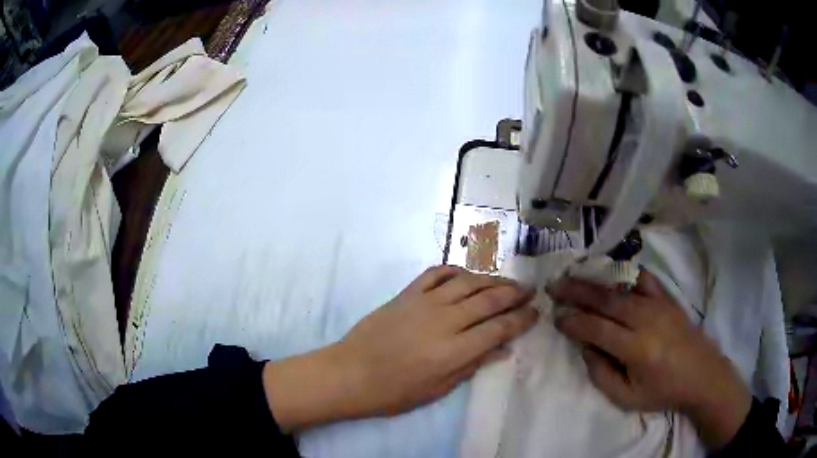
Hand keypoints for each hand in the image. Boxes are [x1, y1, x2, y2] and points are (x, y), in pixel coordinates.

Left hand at [264, 266, 537, 431]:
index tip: (535, 313)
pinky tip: (466, 274)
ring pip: (467, 282)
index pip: (499, 328)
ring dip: (492, 280)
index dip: (521, 319)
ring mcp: (424, 302)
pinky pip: (436, 273)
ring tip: (507, 282)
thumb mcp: (439, 388)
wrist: (351, 373)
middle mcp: (445, 320)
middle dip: (514, 294)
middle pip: (489, 299)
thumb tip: (503, 349)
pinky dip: (455, 270)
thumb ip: (473, 365)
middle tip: (530, 291)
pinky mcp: (407, 294)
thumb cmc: (395, 391)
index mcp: (454, 350)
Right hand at [549, 270, 751, 449]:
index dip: (573, 322)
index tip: (556, 317)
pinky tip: (612, 274)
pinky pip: (644, 279)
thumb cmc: (663, 392)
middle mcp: (646, 320)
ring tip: (574, 275)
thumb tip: (585, 347)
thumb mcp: (626, 397)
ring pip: (621, 288)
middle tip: (554, 285)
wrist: (701, 375)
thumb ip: (600, 374)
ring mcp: (659, 305)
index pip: (596, 328)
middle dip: (577, 292)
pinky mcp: (668, 298)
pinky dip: (625, 274)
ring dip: (595, 281)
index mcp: (636, 349)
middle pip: (606, 301)